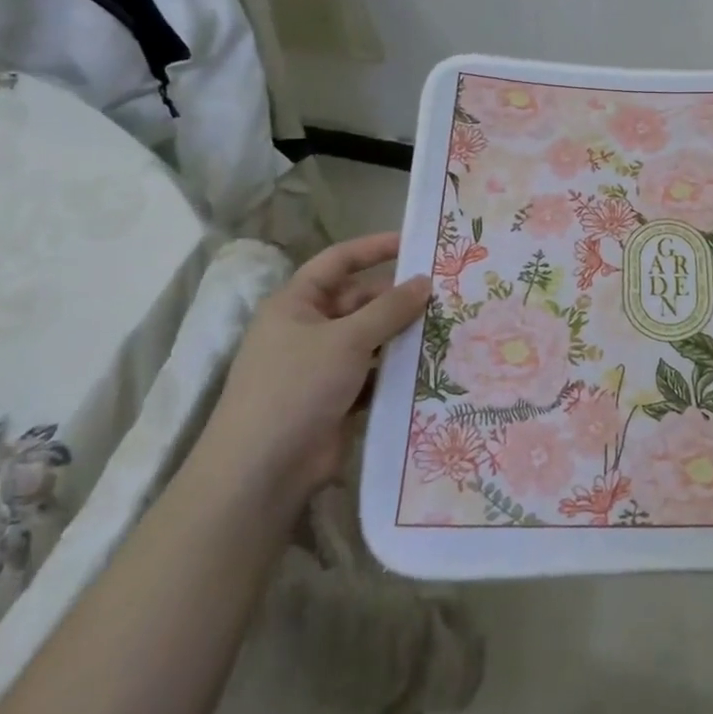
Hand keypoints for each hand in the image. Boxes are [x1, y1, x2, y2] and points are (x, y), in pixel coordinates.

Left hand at [197, 233, 430, 510]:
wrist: (262, 470)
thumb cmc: (297, 387)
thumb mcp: (346, 339)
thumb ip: (389, 309)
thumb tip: (425, 281)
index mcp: (296, 304)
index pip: (338, 261)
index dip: (374, 248)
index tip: (415, 243)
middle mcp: (308, 329)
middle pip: (360, 301)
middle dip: (399, 298)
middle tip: (447, 294)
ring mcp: (322, 366)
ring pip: (371, 339)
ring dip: (403, 335)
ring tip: (450, 326)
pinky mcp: (338, 398)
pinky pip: (375, 373)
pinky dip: (398, 370)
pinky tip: (433, 366)